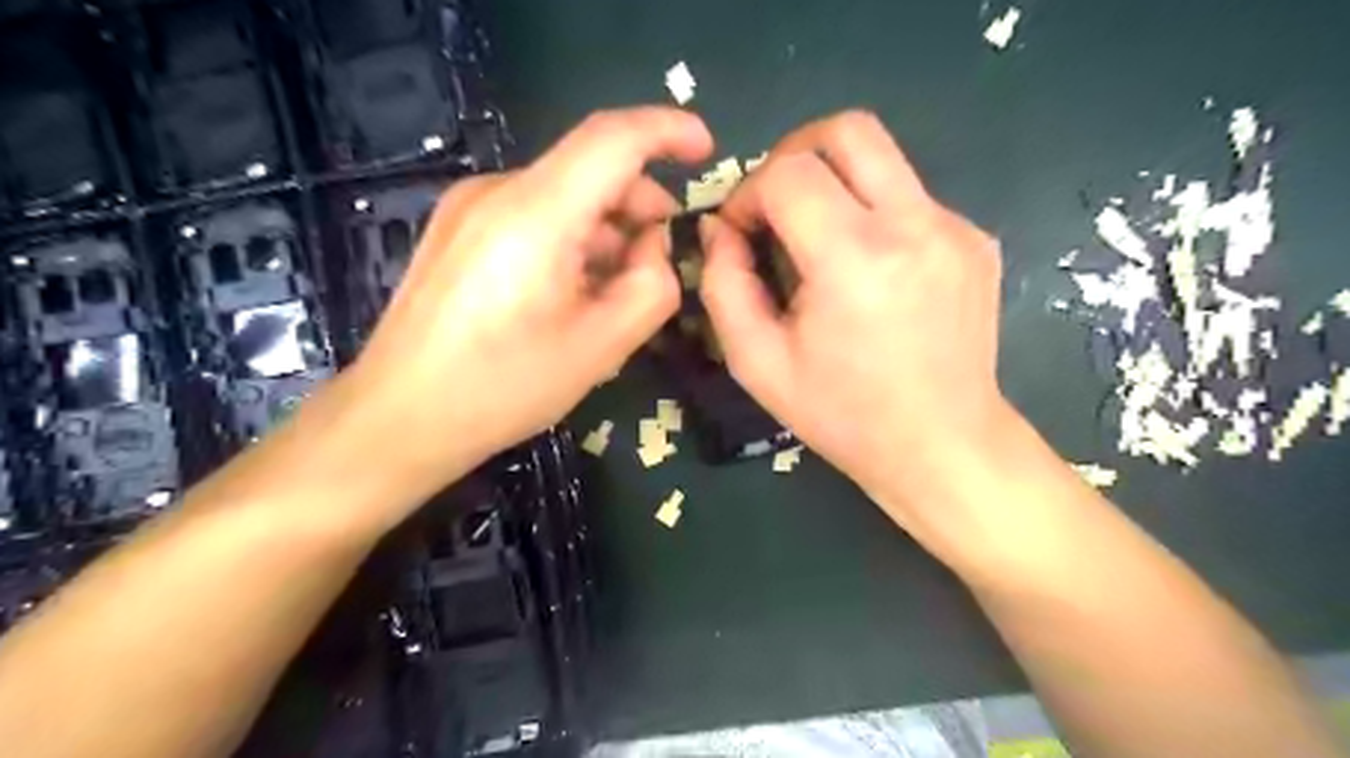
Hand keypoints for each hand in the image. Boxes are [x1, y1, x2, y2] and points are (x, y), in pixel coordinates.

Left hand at [341, 103, 717, 495]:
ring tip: (614, 288)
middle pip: (588, 168)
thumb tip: (654, 249)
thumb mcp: (601, 347)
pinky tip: (570, 290)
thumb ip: (652, 287)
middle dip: (639, 204)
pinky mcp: (456, 230)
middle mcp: (496, 192)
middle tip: (661, 259)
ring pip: (562, 195)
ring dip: (604, 229)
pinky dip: (569, 238)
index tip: (705, 149)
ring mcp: (468, 207)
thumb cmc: (502, 387)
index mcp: (536, 213)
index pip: (613, 138)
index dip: (668, 131)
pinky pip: (531, 215)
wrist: (399, 417)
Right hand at [701, 113, 1004, 538]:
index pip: (788, 173)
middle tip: (776, 206)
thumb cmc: (843, 414)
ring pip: (882, 157)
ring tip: (818, 242)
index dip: (749, 193)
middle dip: (793, 155)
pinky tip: (868, 272)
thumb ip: (723, 284)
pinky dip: (872, 214)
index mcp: (855, 259)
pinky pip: (909, 197)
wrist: (943, 444)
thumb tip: (721, 229)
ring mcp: (955, 227)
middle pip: (847, 130)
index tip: (741, 233)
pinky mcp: (976, 238)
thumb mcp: (757, 362)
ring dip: (834, 183)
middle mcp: (915, 225)